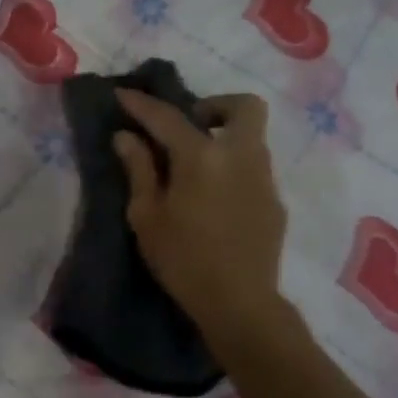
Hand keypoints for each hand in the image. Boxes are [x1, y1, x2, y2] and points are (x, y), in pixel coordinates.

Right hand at [112, 88, 288, 345]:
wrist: (239, 304)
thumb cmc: (182, 259)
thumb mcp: (146, 214)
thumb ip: (138, 168)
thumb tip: (126, 136)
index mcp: (202, 156)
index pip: (168, 116)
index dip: (141, 103)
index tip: (122, 94)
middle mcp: (241, 156)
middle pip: (243, 107)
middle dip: (214, 106)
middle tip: (186, 126)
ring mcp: (264, 178)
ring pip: (251, 136)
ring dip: (223, 136)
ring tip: (193, 165)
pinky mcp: (274, 201)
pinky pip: (253, 167)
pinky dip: (232, 166)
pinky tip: (212, 197)